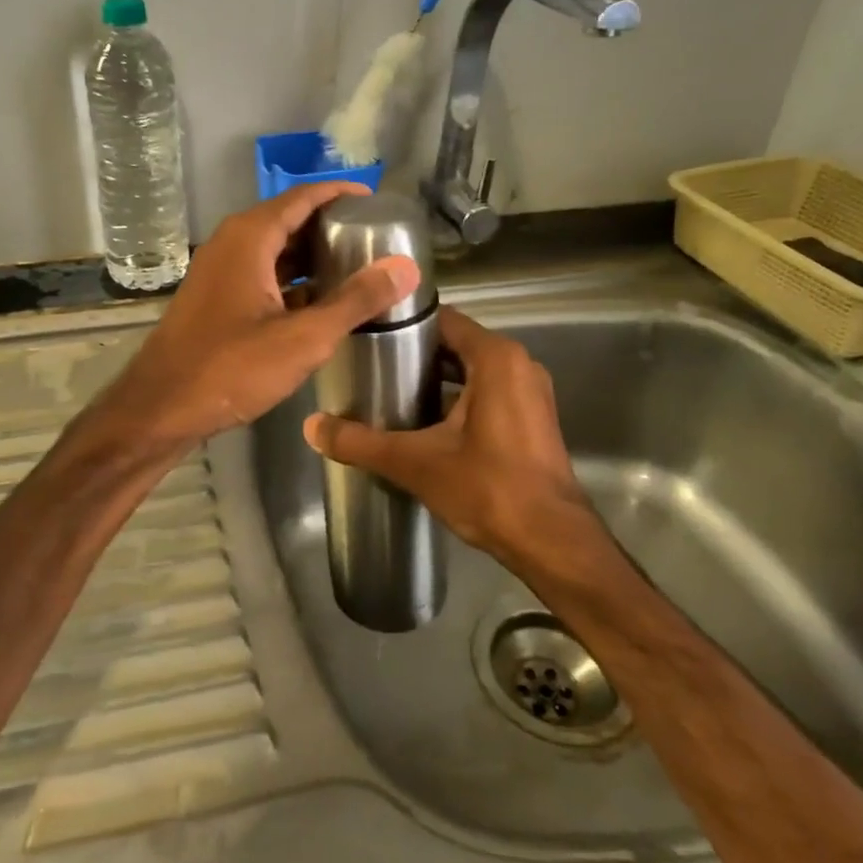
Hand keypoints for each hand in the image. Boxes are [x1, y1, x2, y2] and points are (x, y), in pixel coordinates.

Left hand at [101, 184, 419, 448]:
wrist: (161, 409)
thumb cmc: (231, 368)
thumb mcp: (303, 337)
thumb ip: (355, 301)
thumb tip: (405, 267)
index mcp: (249, 238)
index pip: (302, 197)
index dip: (339, 194)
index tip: (377, 201)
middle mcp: (230, 244)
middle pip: (287, 221)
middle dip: (330, 226)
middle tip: (375, 238)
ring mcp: (218, 273)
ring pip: (273, 251)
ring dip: (310, 257)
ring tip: (356, 267)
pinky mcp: (214, 300)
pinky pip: (260, 276)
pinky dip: (290, 282)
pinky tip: (318, 303)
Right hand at [303, 307, 596, 571]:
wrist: (551, 542)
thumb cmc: (488, 488)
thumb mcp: (415, 462)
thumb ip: (360, 442)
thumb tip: (311, 426)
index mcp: (496, 358)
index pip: (443, 320)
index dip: (405, 326)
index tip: (368, 337)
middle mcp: (519, 365)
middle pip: (456, 345)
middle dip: (415, 356)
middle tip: (371, 369)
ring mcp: (530, 394)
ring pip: (473, 372)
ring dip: (437, 381)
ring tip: (391, 395)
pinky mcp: (533, 421)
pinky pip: (488, 394)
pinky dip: (459, 401)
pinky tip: (424, 425)